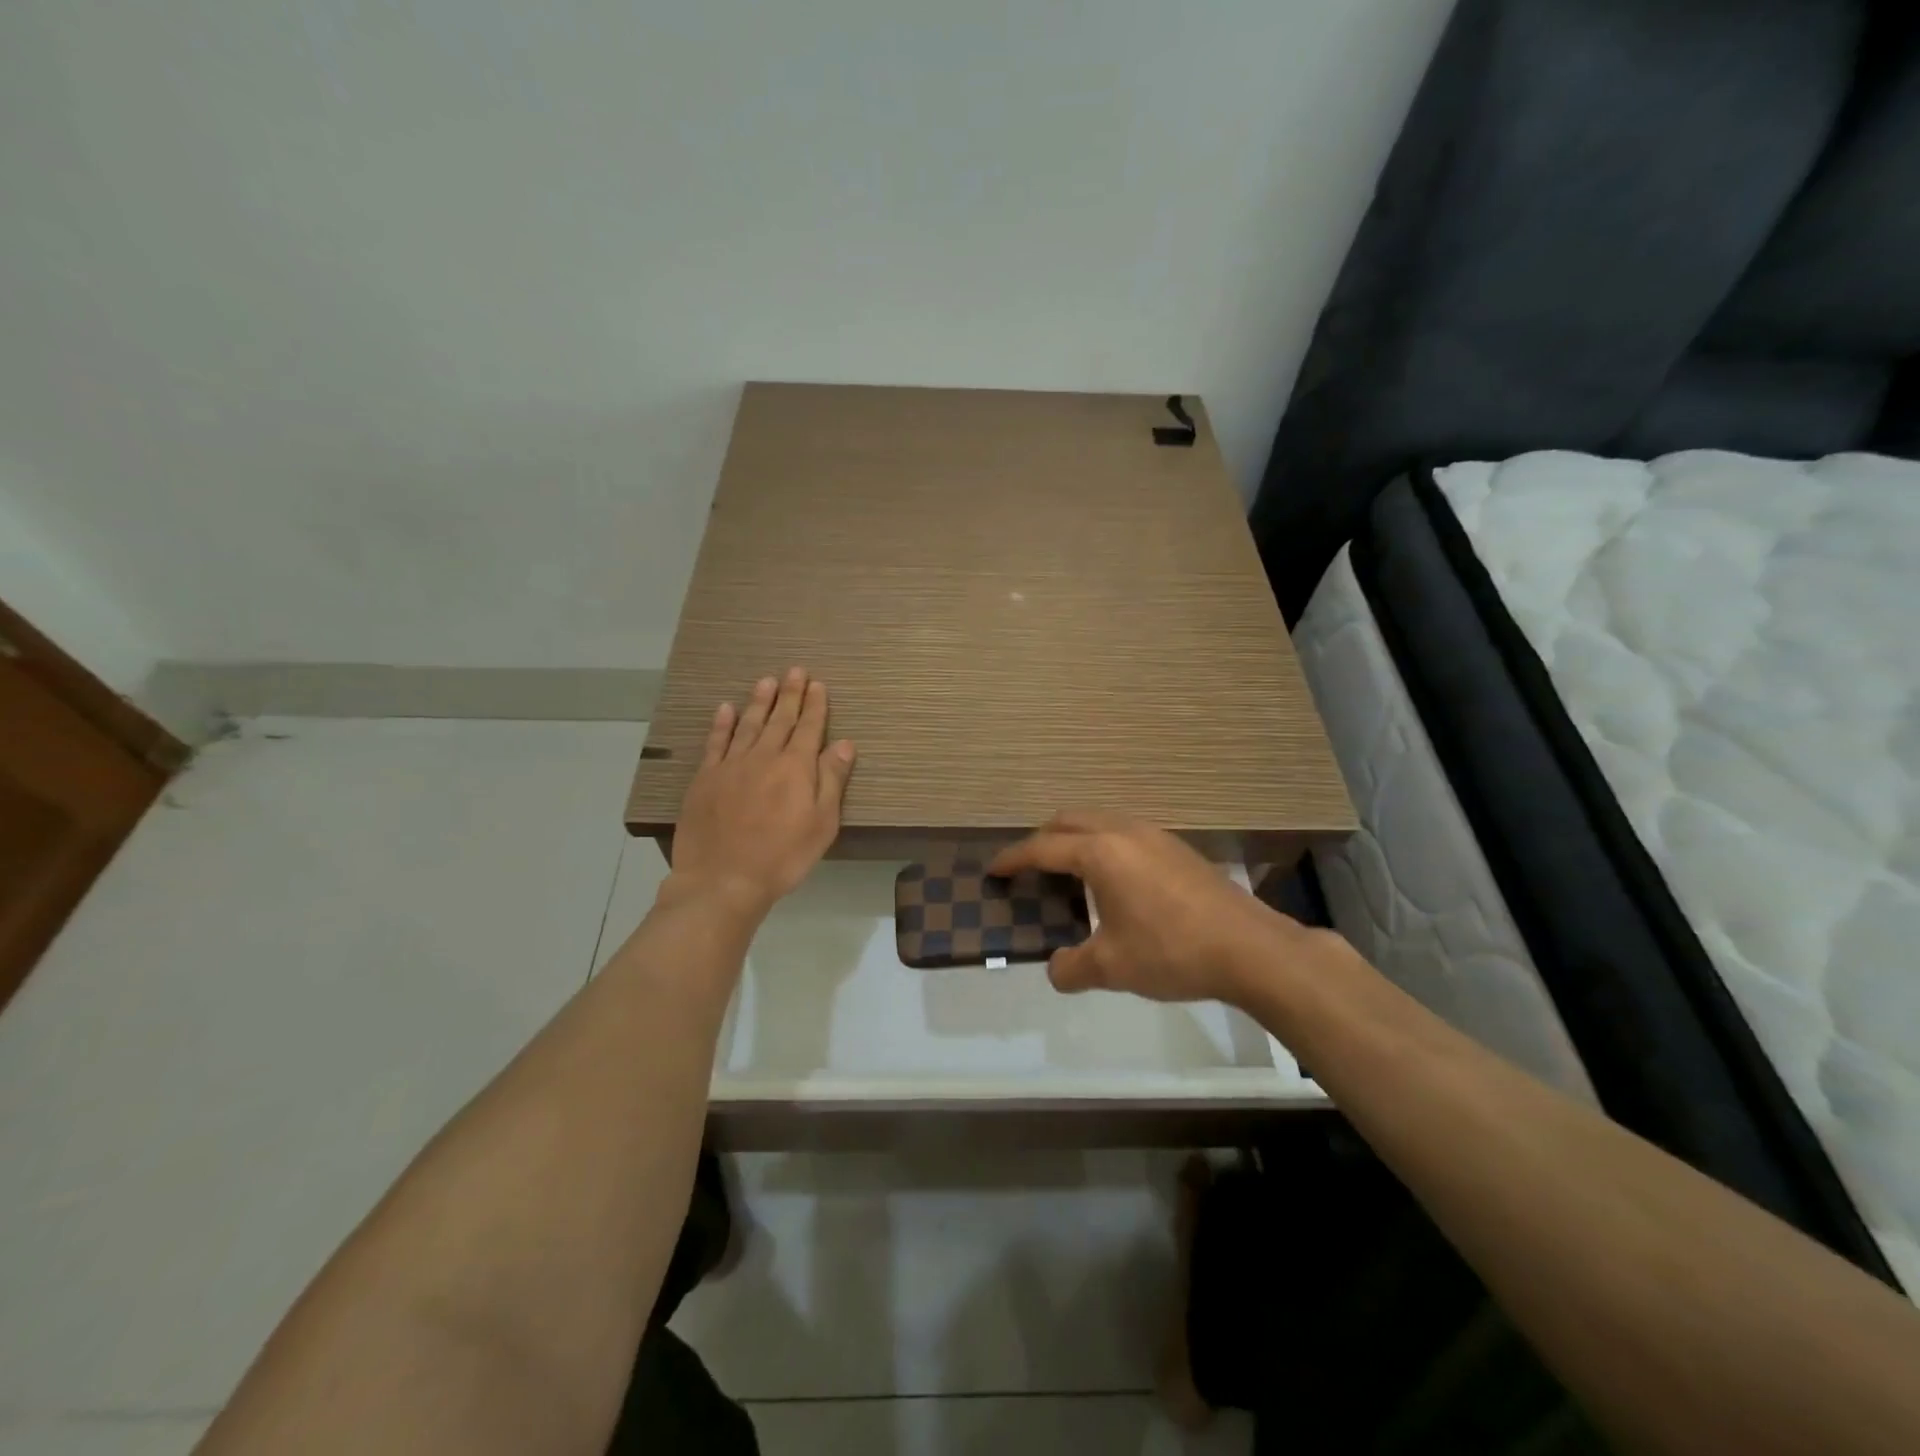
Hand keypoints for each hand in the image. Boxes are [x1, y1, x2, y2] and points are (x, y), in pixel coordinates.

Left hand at [667, 668, 855, 920]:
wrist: (723, 879)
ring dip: (759, 702)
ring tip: (766, 681)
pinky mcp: (705, 779)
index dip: (815, 705)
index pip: (809, 728)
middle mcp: (764, 757)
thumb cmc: (783, 857)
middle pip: (779, 719)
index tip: (818, 684)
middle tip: (795, 670)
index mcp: (796, 767)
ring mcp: (731, 765)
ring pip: (748, 724)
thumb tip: (844, 744)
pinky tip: (725, 709)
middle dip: (790, 694)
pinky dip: (722, 724)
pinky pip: (715, 742)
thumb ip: (832, 780)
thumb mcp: (822, 824)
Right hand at [988, 811, 1310, 1004]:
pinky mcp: (1177, 848)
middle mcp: (1123, 832)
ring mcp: (1155, 835)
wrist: (1250, 948)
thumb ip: (1071, 968)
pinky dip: (1104, 846)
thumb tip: (1056, 970)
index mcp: (1100, 852)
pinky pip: (1125, 833)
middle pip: (1069, 821)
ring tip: (1069, 873)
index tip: (994, 870)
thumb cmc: (1171, 952)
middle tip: (1028, 869)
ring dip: (1076, 839)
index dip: (1013, 859)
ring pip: (1100, 822)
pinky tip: (1114, 881)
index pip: (1042, 848)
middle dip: (1042, 840)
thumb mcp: (1111, 967)